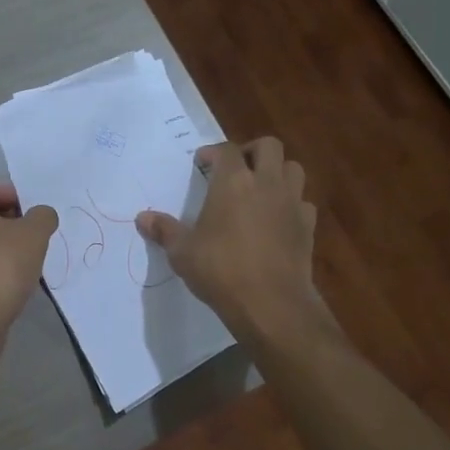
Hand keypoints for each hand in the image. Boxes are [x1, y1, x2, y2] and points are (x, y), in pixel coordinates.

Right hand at [136, 137, 325, 342]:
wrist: (271, 303)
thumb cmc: (220, 270)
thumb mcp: (182, 252)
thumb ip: (164, 230)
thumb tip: (142, 218)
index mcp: (233, 181)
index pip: (226, 150)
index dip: (213, 153)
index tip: (202, 163)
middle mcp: (266, 183)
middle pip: (269, 146)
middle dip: (252, 151)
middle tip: (236, 169)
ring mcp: (291, 203)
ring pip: (293, 168)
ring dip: (278, 172)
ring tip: (260, 189)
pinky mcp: (308, 226)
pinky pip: (303, 202)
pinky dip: (292, 204)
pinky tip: (278, 219)